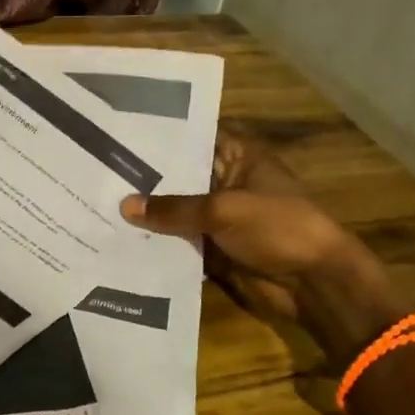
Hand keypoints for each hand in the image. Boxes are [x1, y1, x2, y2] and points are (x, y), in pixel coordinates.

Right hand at [120, 127, 358, 317]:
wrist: (315, 283)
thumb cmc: (278, 228)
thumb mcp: (223, 210)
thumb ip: (174, 208)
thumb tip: (124, 205)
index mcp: (239, 157)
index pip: (195, 136)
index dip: (162, 134)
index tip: (121, 131)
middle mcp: (227, 181)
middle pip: (182, 175)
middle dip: (146, 177)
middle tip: (99, 170)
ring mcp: (221, 216)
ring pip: (178, 211)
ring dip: (149, 213)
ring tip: (100, 202)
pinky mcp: (215, 248)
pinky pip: (181, 241)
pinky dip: (159, 242)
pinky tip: (120, 238)